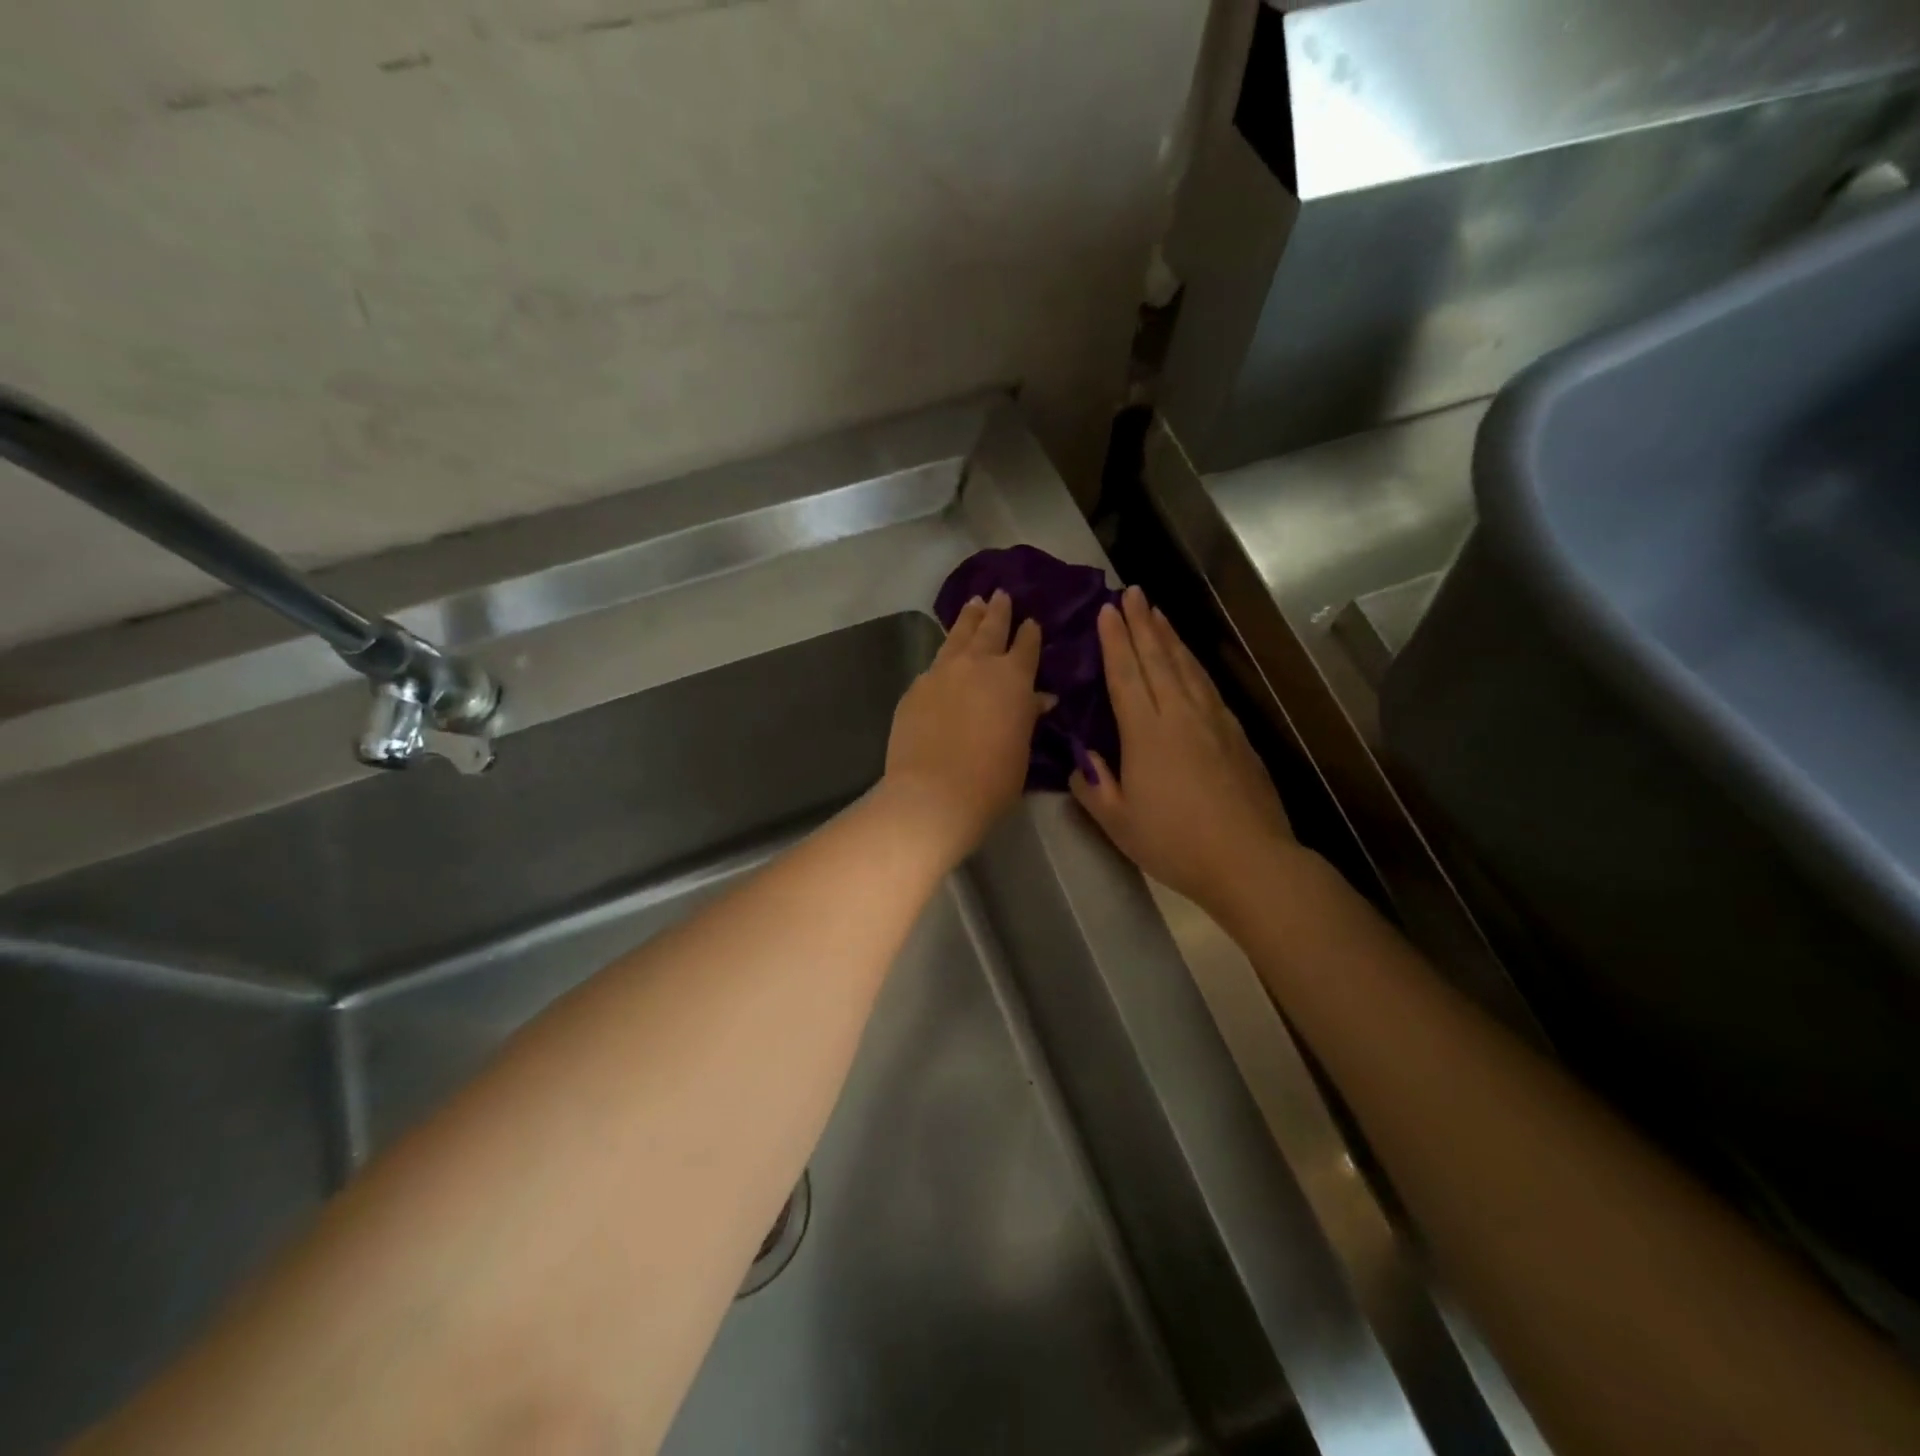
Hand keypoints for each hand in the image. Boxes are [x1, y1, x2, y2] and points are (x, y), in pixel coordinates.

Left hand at [884, 591, 1051, 863]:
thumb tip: (1039, 698)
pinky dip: (944, 655)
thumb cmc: (993, 779)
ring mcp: (941, 673)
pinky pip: (934, 664)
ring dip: (968, 619)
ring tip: (973, 603)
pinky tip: (943, 657)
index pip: (1026, 647)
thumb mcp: (1021, 748)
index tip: (1031, 622)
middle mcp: (977, 665)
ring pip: (958, 636)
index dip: (1029, 634)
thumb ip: (1027, 716)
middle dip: (997, 611)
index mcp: (1013, 679)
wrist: (935, 792)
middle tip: (1000, 594)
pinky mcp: (915, 688)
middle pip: (990, 629)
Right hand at [1070, 586, 1293, 917]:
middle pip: (1158, 659)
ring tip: (1158, 612)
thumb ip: (1094, 787)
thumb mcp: (1118, 822)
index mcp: (1146, 732)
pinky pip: (1208, 686)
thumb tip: (1081, 762)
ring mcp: (1213, 721)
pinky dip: (1194, 664)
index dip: (1115, 641)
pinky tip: (1190, 660)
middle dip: (1142, 623)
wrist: (1248, 858)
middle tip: (1132, 593)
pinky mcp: (1236, 734)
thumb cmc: (1174, 843)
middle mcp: (1180, 715)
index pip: (1126, 674)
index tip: (1107, 610)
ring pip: (1187, 667)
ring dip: (1169, 636)